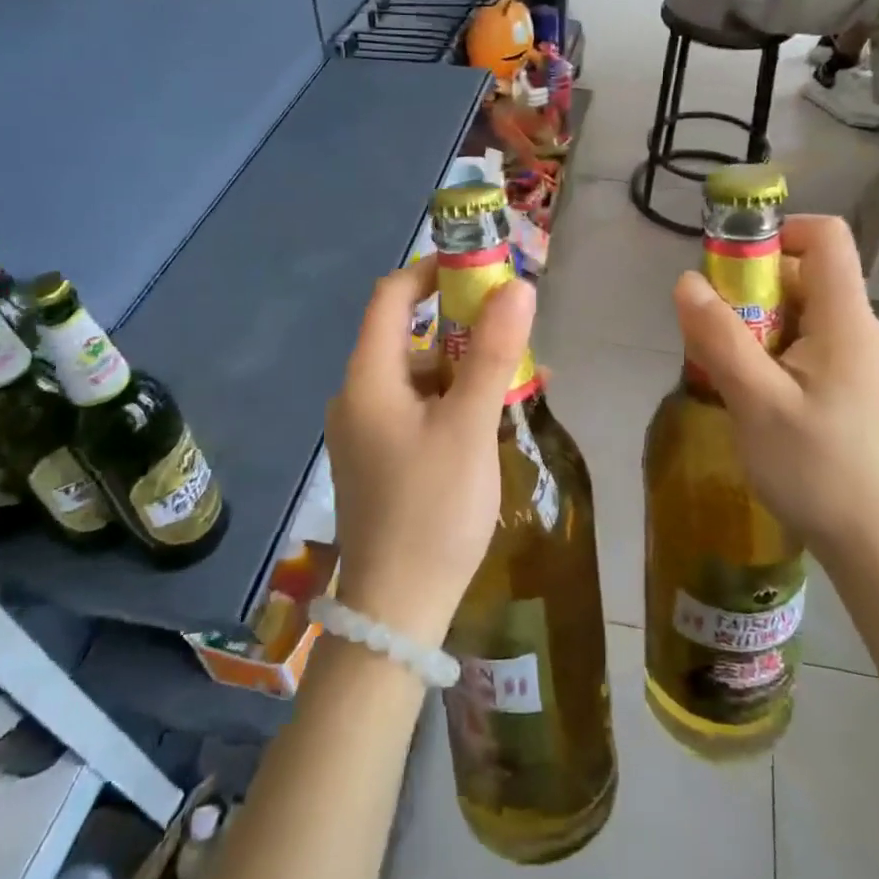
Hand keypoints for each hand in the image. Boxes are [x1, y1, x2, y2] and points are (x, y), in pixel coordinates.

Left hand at [325, 258, 534, 645]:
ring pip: (418, 376)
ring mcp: (366, 431)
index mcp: (368, 379)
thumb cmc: (432, 511)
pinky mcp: (380, 459)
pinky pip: (418, 409)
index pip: (391, 297)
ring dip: (465, 366)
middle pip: (408, 336)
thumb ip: (493, 353)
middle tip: (514, 327)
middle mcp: (358, 396)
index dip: (433, 272)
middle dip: (462, 324)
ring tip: (520, 376)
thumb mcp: (470, 426)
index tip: (481, 268)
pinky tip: (493, 417)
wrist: (395, 611)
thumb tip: (518, 285)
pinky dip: (453, 400)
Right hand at [670, 215, 878, 568]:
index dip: (777, 233)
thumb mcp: (756, 400)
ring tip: (725, 370)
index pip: (826, 236)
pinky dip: (769, 353)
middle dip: (750, 290)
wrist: (874, 543)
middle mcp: (857, 329)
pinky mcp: (847, 388)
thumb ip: (719, 336)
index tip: (730, 266)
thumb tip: (686, 280)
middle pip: (803, 275)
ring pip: (798, 315)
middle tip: (712, 331)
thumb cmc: (816, 468)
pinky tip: (749, 394)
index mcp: (846, 319)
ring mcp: (855, 360)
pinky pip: (803, 347)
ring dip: (754, 326)